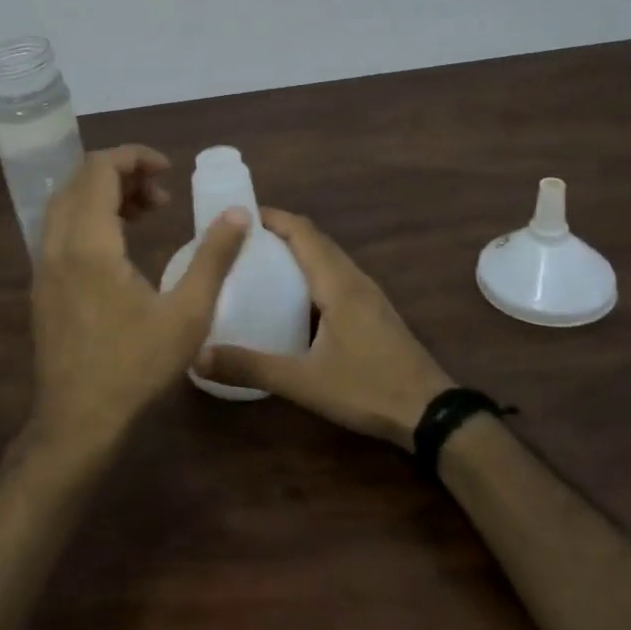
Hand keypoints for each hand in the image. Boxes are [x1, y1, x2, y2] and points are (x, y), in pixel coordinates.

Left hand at [29, 145, 249, 457]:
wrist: (78, 421)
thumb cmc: (135, 367)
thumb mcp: (188, 314)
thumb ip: (214, 258)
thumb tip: (239, 214)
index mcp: (89, 243)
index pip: (99, 169)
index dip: (134, 157)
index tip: (169, 169)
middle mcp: (57, 244)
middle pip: (80, 180)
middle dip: (122, 173)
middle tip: (162, 194)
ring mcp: (44, 265)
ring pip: (67, 203)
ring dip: (105, 194)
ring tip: (147, 212)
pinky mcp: (42, 284)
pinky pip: (61, 228)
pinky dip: (90, 217)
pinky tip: (121, 245)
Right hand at [194, 208, 455, 450]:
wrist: (431, 414)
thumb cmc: (368, 388)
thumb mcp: (304, 382)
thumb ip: (251, 367)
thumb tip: (198, 356)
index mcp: (337, 283)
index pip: (303, 232)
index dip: (272, 217)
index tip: (237, 215)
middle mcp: (354, 279)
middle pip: (315, 239)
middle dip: (279, 231)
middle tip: (239, 241)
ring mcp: (368, 295)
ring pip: (328, 257)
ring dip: (296, 250)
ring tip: (259, 262)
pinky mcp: (373, 312)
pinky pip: (336, 276)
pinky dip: (311, 271)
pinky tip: (293, 298)